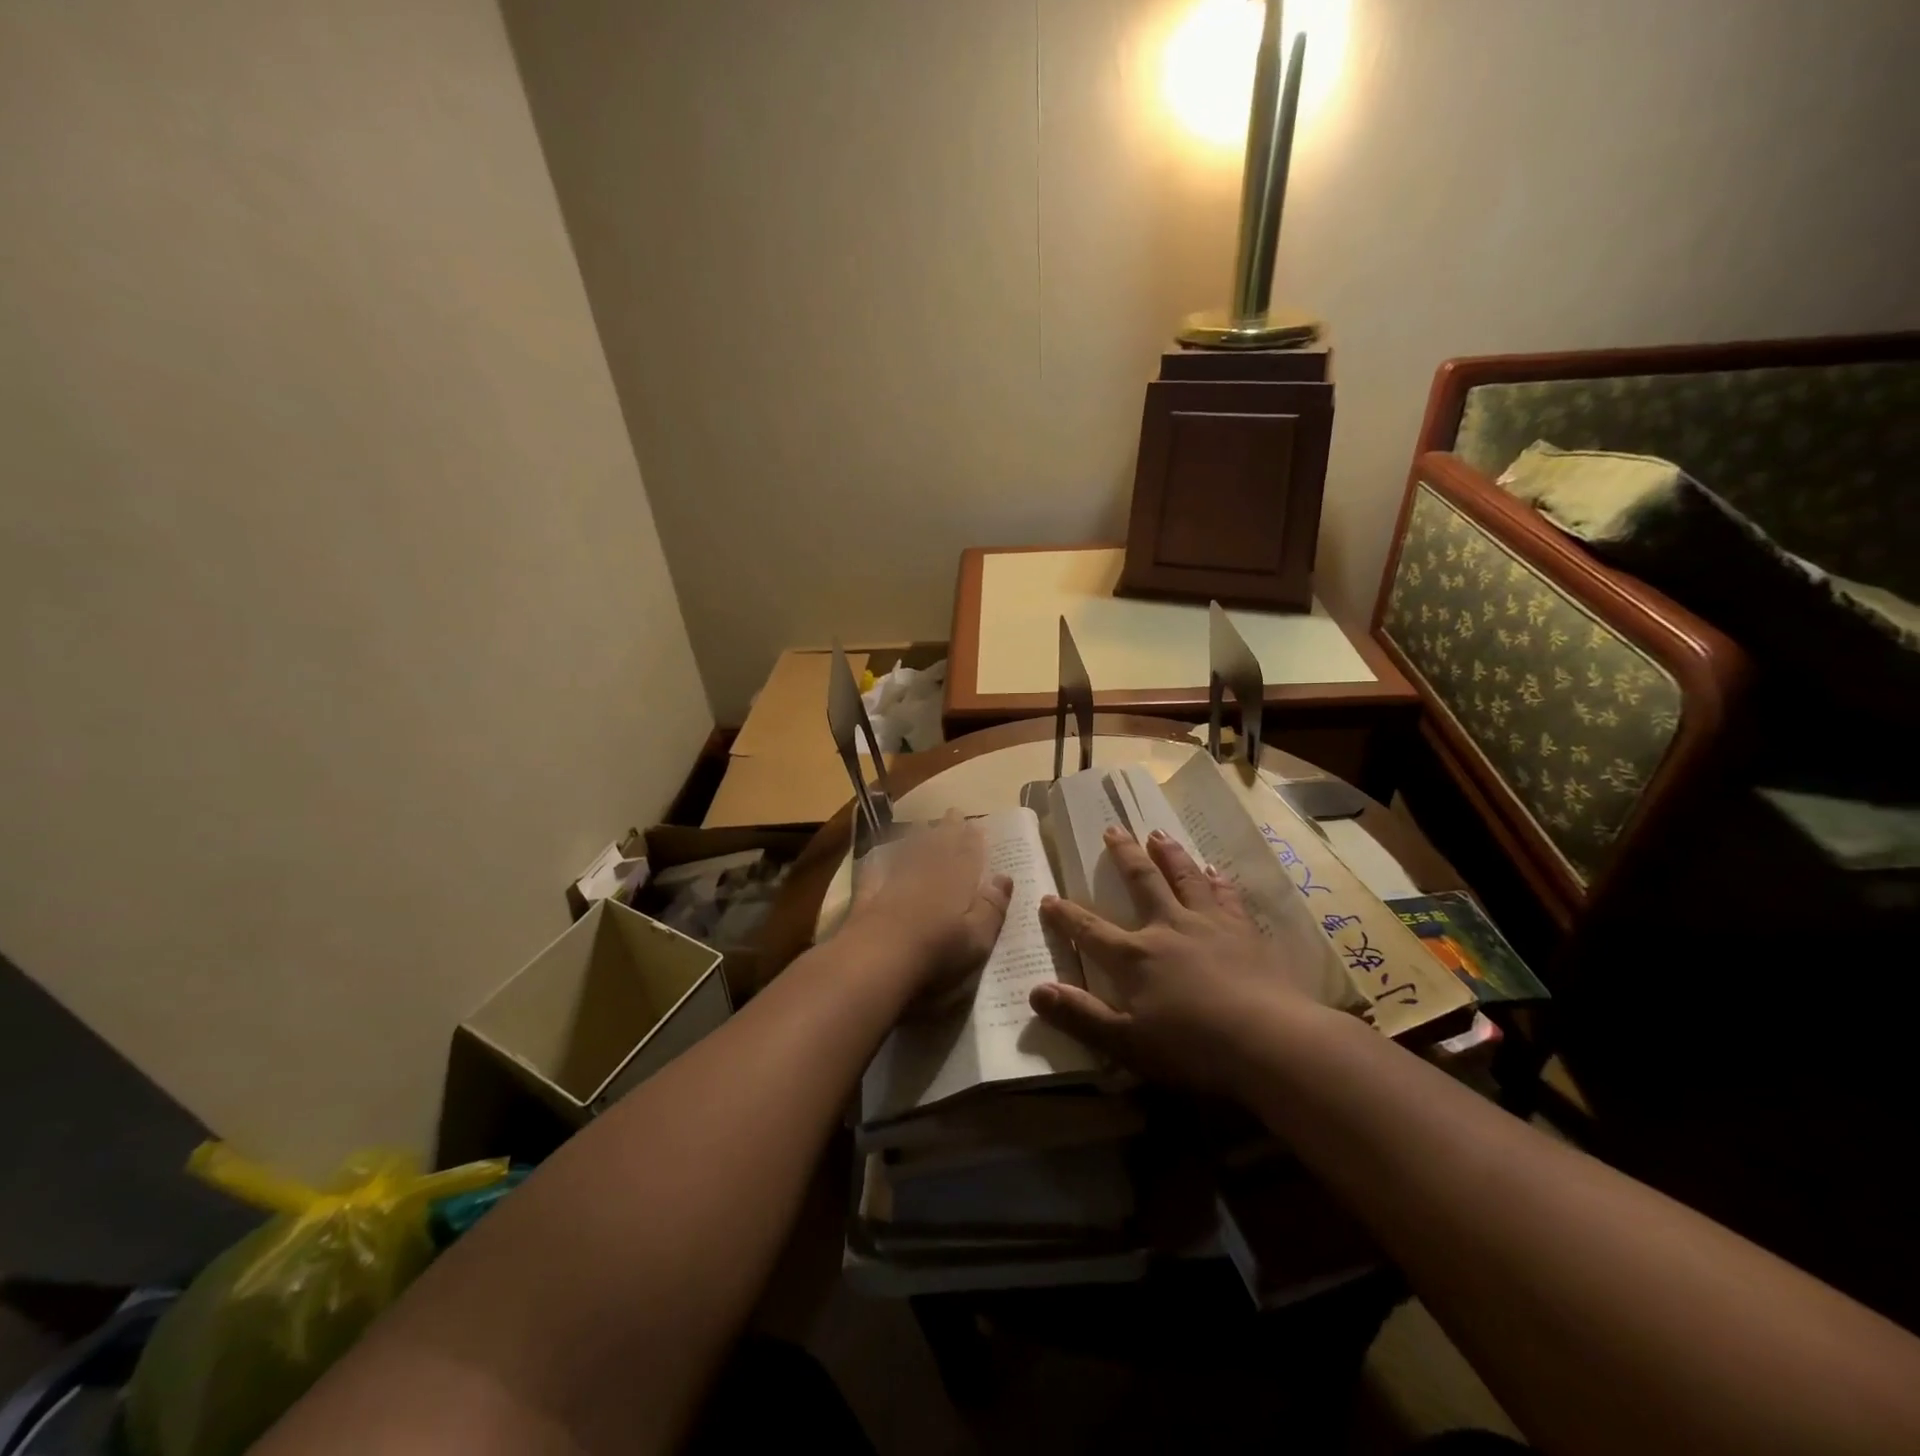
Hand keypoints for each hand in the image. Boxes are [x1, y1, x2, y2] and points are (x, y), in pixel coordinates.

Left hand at [843, 811, 1012, 1012]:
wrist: (876, 959)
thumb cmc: (937, 953)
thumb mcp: (978, 938)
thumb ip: (992, 907)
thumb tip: (1004, 877)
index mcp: (957, 882)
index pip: (968, 856)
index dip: (973, 840)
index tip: (976, 823)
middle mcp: (927, 874)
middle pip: (940, 847)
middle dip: (948, 830)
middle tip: (954, 811)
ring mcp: (895, 882)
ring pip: (910, 853)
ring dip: (919, 838)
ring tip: (924, 825)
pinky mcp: (868, 896)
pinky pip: (877, 871)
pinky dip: (880, 861)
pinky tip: (880, 857)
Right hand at [1032, 826, 1340, 1096]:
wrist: (1269, 1042)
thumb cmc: (1192, 1049)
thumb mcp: (1126, 1043)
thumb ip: (1080, 1016)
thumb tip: (1036, 992)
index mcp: (1135, 957)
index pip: (1090, 930)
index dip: (1066, 915)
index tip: (1048, 898)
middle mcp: (1168, 928)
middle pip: (1142, 883)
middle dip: (1124, 856)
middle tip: (1113, 829)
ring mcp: (1210, 925)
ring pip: (1185, 878)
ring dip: (1170, 854)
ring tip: (1158, 834)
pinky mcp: (1245, 932)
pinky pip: (1227, 896)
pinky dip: (1218, 881)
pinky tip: (1215, 871)